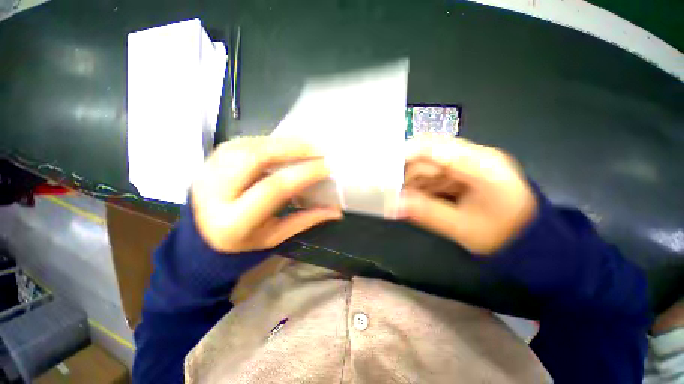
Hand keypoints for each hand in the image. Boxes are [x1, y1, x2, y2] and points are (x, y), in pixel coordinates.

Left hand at [191, 136, 342, 252]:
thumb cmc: (243, 241)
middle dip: (291, 149)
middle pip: (255, 159)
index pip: (274, 189)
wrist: (204, 235)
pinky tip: (283, 146)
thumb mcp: (275, 236)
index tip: (327, 166)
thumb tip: (336, 211)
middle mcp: (215, 193)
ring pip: (248, 146)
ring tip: (304, 146)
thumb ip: (306, 220)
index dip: (303, 174)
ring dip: (280, 143)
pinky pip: (242, 142)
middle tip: (317, 149)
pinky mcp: (209, 161)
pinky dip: (267, 142)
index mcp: (234, 221)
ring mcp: (208, 172)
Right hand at [399, 136, 536, 254]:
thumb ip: (426, 213)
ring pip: (429, 162)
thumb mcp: (461, 227)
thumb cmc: (501, 234)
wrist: (526, 237)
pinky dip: (422, 183)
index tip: (384, 167)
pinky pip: (434, 170)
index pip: (436, 148)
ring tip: (405, 197)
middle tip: (392, 189)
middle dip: (407, 171)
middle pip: (430, 152)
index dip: (406, 153)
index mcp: (482, 166)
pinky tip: (418, 195)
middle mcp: (475, 156)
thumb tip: (392, 205)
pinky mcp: (464, 170)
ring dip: (413, 179)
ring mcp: (470, 162)